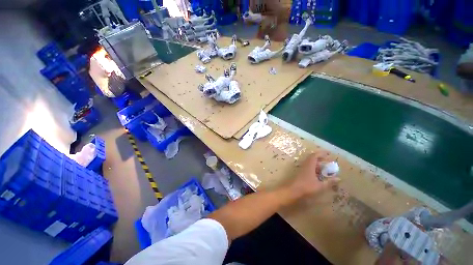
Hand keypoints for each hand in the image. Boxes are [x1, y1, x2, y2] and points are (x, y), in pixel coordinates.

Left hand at [287, 153, 339, 199]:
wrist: (293, 190)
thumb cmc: (307, 187)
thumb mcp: (320, 185)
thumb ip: (329, 182)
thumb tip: (339, 178)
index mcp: (309, 165)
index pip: (315, 155)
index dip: (322, 153)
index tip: (329, 153)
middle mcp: (305, 165)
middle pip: (312, 158)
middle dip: (320, 158)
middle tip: (328, 161)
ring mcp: (302, 168)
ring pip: (310, 163)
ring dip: (317, 163)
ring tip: (325, 167)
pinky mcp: (300, 172)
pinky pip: (308, 167)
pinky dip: (314, 168)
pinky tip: (318, 174)